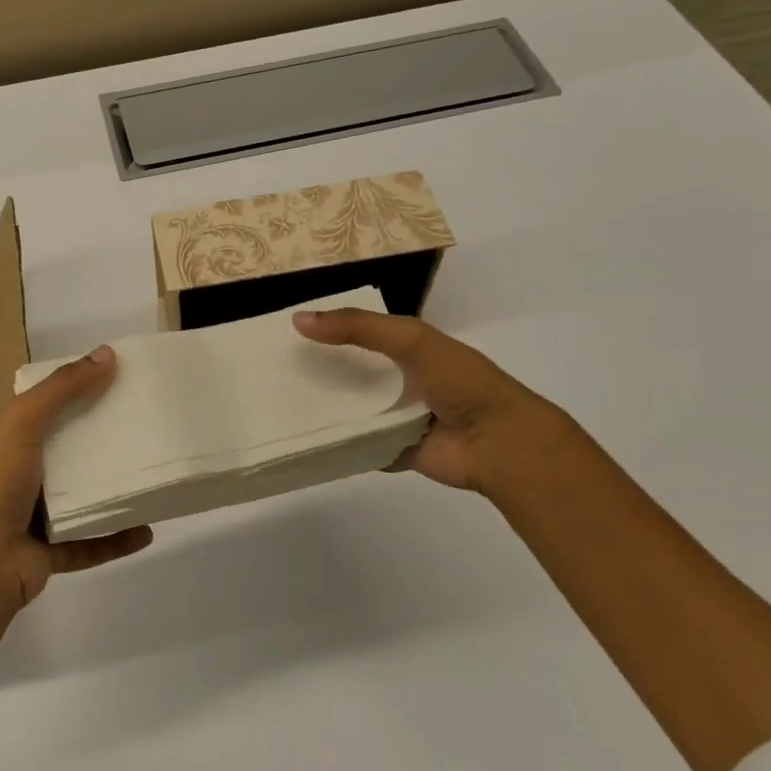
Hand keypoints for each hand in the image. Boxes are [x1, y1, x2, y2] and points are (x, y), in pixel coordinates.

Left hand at [0, 345, 152, 609]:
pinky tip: (147, 530)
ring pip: (84, 498)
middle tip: (147, 424)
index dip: (79, 391)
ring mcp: (38, 516)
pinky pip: (92, 543)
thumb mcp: (24, 423)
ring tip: (152, 475)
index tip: (120, 379)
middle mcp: (25, 475)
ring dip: (114, 489)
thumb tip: (108, 354)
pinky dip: (117, 539)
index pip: (49, 408)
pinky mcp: (52, 552)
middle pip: (72, 451)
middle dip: (105, 439)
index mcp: (14, 441)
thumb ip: (63, 389)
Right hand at [293, 308, 559, 492]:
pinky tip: (300, 438)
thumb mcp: (410, 339)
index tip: (286, 331)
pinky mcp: (391, 450)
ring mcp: (396, 418)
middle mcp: (399, 382)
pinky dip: (335, 443)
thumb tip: (298, 320)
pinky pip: (356, 445)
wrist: (498, 442)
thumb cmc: (459, 381)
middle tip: (272, 370)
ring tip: (276, 403)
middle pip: (350, 374)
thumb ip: (358, 328)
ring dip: (323, 408)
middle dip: (319, 371)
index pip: (360, 334)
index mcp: (408, 350)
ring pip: (350, 411)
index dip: (328, 330)